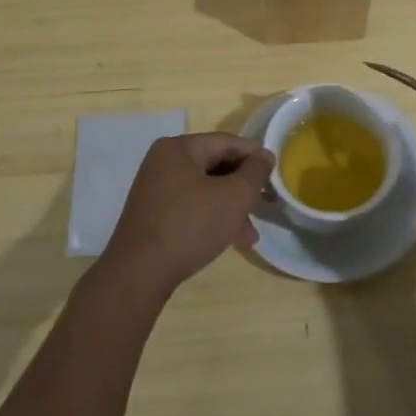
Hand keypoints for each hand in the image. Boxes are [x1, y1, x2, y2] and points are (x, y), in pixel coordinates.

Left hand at [96, 133, 273, 298]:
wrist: (138, 273)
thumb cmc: (190, 225)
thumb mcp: (233, 197)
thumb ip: (254, 173)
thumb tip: (265, 155)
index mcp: (179, 148)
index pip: (226, 142)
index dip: (254, 155)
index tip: (276, 172)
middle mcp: (163, 162)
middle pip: (215, 165)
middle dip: (242, 187)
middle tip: (266, 204)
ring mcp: (155, 189)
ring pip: (204, 189)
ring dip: (230, 207)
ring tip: (251, 233)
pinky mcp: (153, 214)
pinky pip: (190, 205)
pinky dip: (211, 216)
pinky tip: (228, 239)